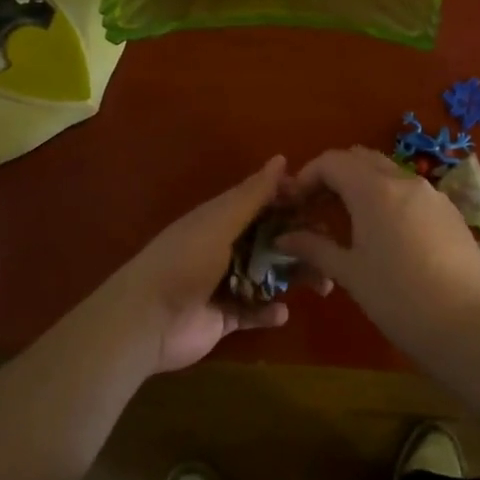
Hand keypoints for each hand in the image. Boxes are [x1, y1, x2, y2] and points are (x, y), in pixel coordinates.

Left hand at [96, 156, 323, 374]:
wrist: (147, 320)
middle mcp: (226, 247)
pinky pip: (255, 311)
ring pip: (269, 276)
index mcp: (222, 219)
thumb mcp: (221, 222)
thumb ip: (252, 195)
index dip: (292, 201)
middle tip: (333, 250)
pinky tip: (281, 313)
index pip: (263, 203)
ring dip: (294, 278)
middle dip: (301, 243)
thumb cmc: (185, 261)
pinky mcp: (225, 317)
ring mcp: (226, 283)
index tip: (325, 203)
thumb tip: (282, 158)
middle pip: (272, 240)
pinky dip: (269, 312)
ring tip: (323, 285)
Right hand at [280, 147, 479, 353]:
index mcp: (374, 190)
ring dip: (364, 184)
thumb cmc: (397, 298)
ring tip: (351, 219)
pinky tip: (389, 234)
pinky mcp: (451, 212)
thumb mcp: (349, 273)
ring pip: (389, 172)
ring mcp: (432, 194)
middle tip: (319, 205)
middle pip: (361, 158)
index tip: (296, 201)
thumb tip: (283, 239)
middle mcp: (404, 181)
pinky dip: (391, 198)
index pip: (332, 161)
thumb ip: (314, 248)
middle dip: (335, 174)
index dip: (308, 175)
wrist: (466, 326)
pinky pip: (412, 192)